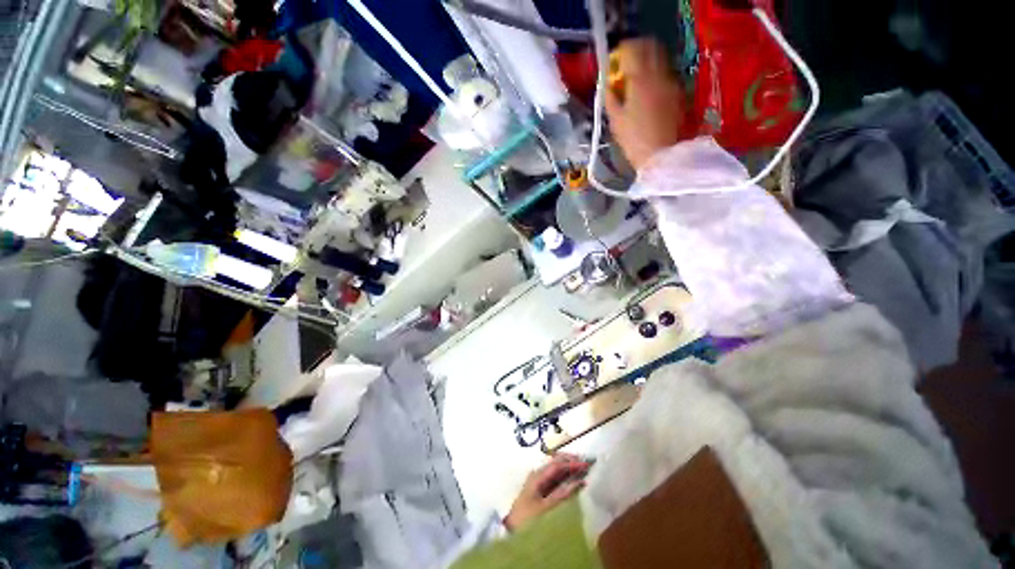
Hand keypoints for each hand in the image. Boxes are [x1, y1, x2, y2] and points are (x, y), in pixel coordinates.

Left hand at [504, 453, 590, 530]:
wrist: (511, 530)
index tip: (586, 464)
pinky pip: (554, 478)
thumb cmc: (529, 518)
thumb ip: (563, 494)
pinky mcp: (540, 490)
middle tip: (586, 463)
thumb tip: (580, 482)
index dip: (572, 463)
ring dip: (568, 468)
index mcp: (538, 475)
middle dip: (570, 461)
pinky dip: (565, 476)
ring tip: (582, 469)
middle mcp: (538, 474)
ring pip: (555, 470)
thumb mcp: (546, 508)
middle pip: (555, 463)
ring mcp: (538, 481)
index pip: (557, 464)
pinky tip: (573, 479)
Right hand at [604, 39, 687, 170]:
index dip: (622, 52)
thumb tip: (607, 85)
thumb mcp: (615, 120)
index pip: (632, 49)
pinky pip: (666, 73)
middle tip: (626, 65)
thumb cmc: (633, 140)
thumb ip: (610, 97)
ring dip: (648, 61)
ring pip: (661, 58)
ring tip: (637, 77)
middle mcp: (658, 74)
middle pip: (650, 47)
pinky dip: (657, 74)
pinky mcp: (678, 93)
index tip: (614, 62)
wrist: (660, 155)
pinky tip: (649, 89)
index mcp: (640, 79)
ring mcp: (671, 82)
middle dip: (637, 51)